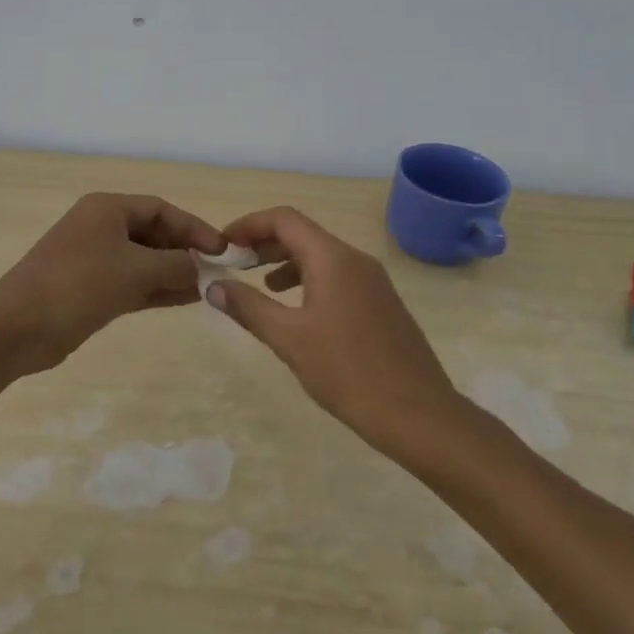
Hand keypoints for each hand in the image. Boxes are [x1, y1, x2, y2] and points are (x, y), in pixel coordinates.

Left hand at [0, 193, 226, 373]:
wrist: (18, 328)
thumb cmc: (78, 285)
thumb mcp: (135, 271)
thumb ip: (175, 265)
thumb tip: (201, 267)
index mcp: (107, 209)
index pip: (161, 209)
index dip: (193, 227)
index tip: (222, 250)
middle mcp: (100, 227)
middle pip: (153, 233)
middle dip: (184, 251)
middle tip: (217, 271)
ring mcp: (93, 259)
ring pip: (144, 260)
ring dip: (173, 272)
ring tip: (208, 288)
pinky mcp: (89, 288)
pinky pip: (132, 282)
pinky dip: (156, 289)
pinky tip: (185, 299)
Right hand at [205, 207, 461, 455]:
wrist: (419, 415)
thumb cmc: (348, 372)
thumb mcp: (289, 339)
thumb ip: (248, 307)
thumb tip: (213, 285)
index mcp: (333, 258)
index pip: (284, 219)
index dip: (248, 224)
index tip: (223, 244)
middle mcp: (355, 260)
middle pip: (302, 233)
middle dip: (264, 243)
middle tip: (234, 264)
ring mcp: (373, 281)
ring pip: (320, 255)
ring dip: (285, 262)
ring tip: (260, 286)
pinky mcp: (381, 303)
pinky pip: (337, 276)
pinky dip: (308, 280)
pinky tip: (297, 312)